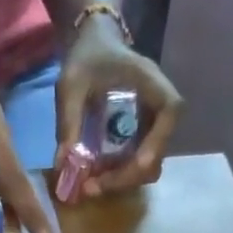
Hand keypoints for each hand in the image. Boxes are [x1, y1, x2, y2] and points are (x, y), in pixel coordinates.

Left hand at [53, 14, 183, 198]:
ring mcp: (153, 123)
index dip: (156, 143)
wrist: (93, 45)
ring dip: (122, 180)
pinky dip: (119, 174)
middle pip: (158, 152)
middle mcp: (159, 104)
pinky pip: (138, 163)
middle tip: (91, 187)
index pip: (169, 113)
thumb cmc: (85, 58)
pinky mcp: (144, 135)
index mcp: (150, 82)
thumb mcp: (71, 86)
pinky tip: (97, 174)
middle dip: (127, 176)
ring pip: (149, 164)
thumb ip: (68, 123)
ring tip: (90, 183)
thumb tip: (63, 166)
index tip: (132, 164)